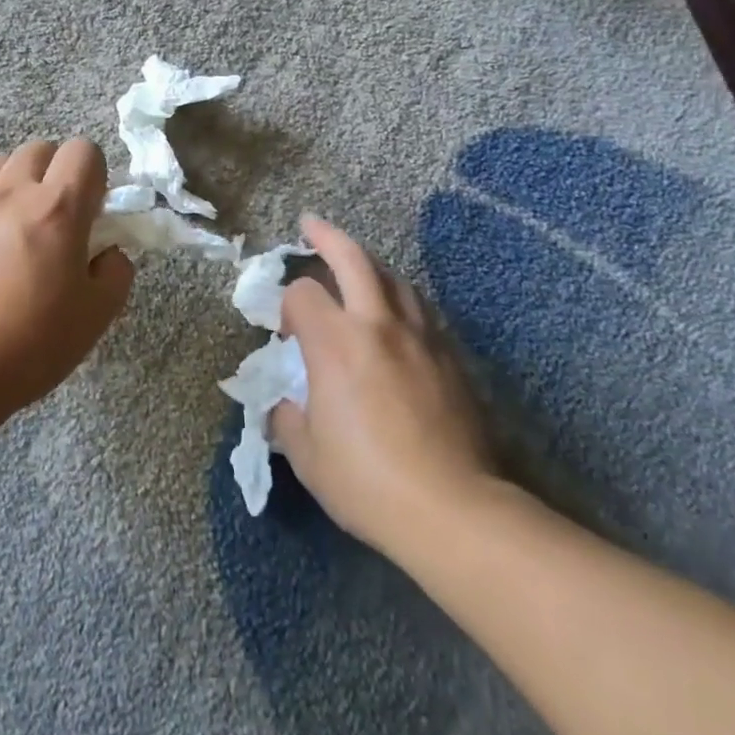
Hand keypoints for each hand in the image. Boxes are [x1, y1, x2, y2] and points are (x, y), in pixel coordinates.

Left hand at [0, 138, 134, 415]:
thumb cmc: (28, 347)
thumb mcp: (95, 317)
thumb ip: (116, 272)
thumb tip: (108, 252)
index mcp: (56, 209)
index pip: (84, 151)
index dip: (95, 175)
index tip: (92, 214)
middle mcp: (9, 194)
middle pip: (39, 149)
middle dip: (56, 173)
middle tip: (56, 220)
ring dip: (17, 184)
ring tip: (17, 229)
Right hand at [270, 216, 498, 553]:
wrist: (452, 509)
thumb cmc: (367, 481)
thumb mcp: (306, 455)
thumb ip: (286, 417)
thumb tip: (283, 401)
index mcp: (335, 343)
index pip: (303, 293)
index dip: (287, 305)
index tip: (286, 335)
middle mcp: (377, 324)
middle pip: (353, 258)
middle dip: (327, 236)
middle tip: (310, 225)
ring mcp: (419, 336)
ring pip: (393, 277)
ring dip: (368, 264)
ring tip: (354, 267)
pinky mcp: (449, 356)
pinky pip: (418, 309)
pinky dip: (397, 298)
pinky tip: (393, 315)